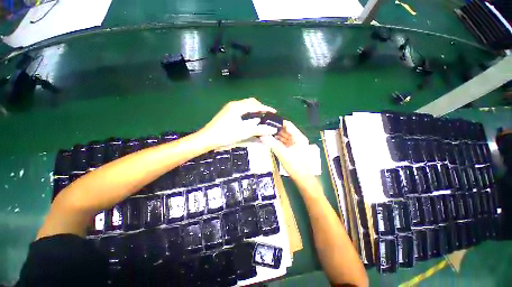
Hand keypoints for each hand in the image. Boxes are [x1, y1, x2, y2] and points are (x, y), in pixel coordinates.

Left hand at [200, 98, 276, 147]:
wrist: (208, 138)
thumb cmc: (226, 134)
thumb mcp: (244, 132)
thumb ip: (259, 129)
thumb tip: (272, 129)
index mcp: (238, 107)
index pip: (256, 105)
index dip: (266, 108)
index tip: (274, 112)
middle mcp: (234, 104)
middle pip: (251, 102)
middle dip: (260, 107)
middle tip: (267, 115)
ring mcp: (230, 108)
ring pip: (245, 105)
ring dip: (254, 109)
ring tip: (260, 117)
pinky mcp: (227, 113)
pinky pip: (241, 109)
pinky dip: (248, 112)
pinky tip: (250, 119)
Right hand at [260, 120, 313, 179]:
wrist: (303, 178)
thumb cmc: (295, 165)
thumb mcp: (282, 153)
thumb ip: (272, 143)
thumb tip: (262, 136)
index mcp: (298, 137)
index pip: (287, 124)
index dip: (278, 122)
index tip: (268, 121)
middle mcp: (297, 138)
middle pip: (285, 130)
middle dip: (275, 129)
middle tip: (264, 128)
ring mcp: (295, 144)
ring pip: (284, 137)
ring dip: (276, 136)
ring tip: (265, 133)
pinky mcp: (293, 150)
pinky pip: (284, 143)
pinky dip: (278, 142)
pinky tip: (270, 141)